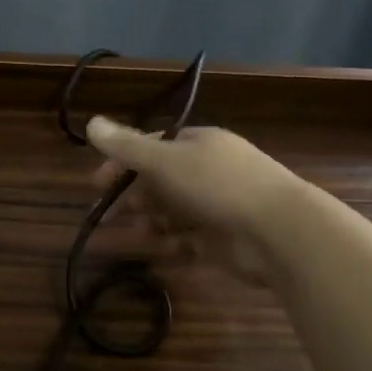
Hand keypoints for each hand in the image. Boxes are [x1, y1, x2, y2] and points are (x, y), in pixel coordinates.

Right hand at [86, 117, 299, 284]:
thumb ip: (127, 146)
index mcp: (198, 143)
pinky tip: (163, 248)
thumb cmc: (218, 186)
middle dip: (135, 194)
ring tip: (139, 231)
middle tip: (110, 213)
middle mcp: (209, 170)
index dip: (123, 162)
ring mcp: (219, 205)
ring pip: (174, 210)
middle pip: (161, 180)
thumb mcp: (165, 161)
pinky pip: (191, 238)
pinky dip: (175, 242)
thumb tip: (91, 122)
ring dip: (152, 219)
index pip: (152, 146)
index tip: (98, 182)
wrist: (280, 233)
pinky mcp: (225, 239)